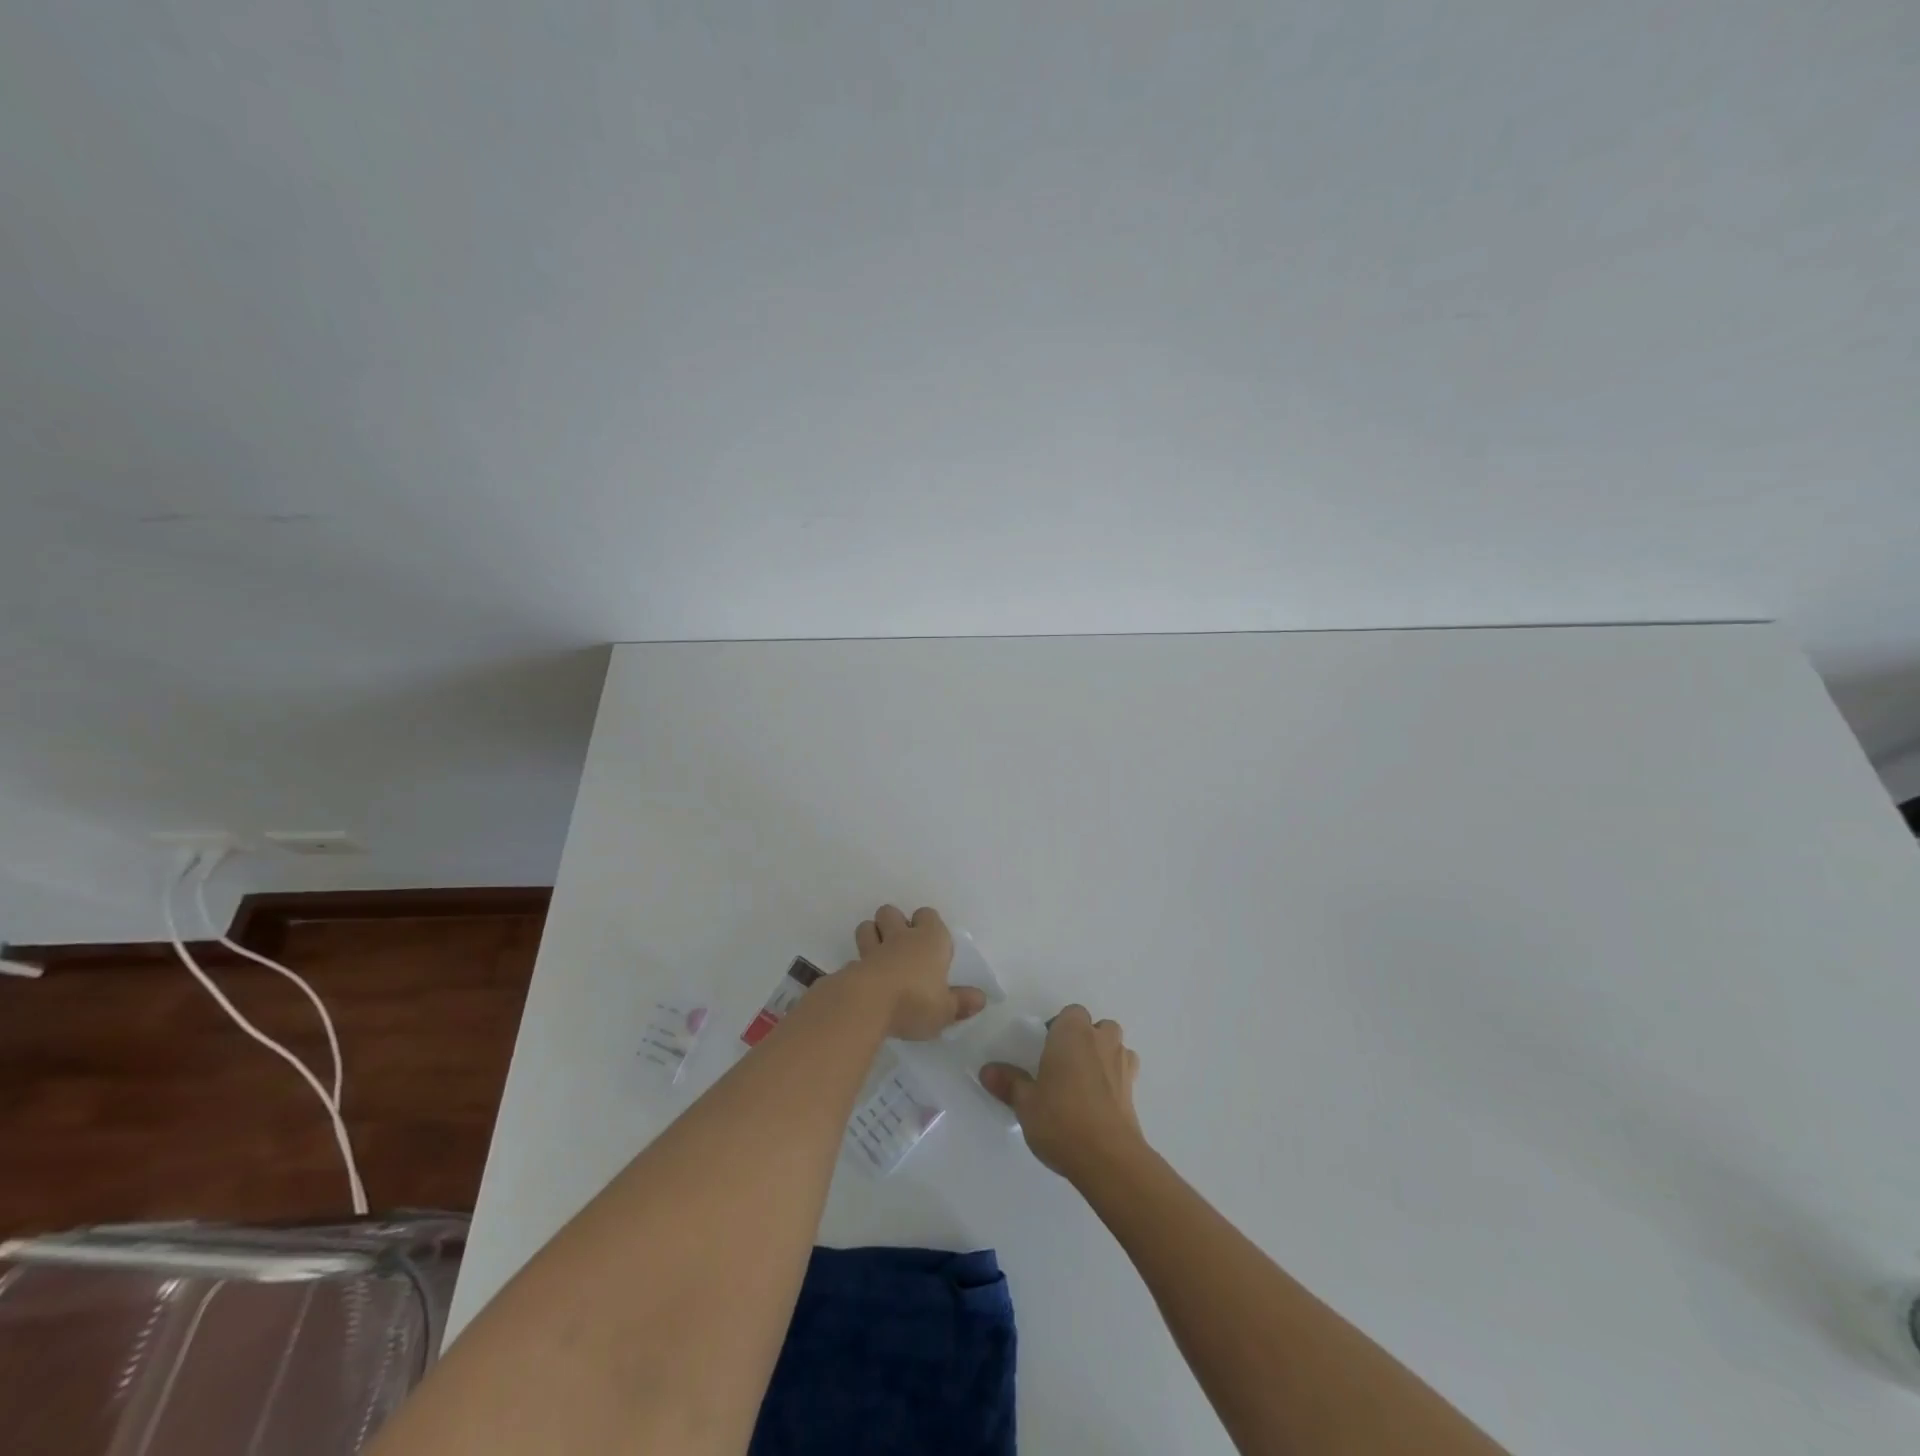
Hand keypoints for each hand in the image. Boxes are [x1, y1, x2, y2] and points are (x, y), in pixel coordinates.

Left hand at [842, 905, 985, 1040]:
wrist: (866, 1005)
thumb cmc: (915, 1002)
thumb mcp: (946, 1010)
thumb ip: (961, 1003)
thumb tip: (980, 998)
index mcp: (929, 940)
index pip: (928, 915)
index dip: (928, 924)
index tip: (932, 943)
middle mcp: (900, 937)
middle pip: (891, 912)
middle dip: (894, 923)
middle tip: (902, 946)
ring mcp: (872, 949)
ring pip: (867, 927)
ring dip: (872, 935)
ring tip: (880, 956)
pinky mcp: (852, 966)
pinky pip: (855, 959)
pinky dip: (859, 967)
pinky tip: (865, 982)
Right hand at [980, 1005, 1145, 1182]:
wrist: (1108, 1157)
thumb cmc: (1060, 1118)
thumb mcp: (1025, 1102)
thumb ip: (1008, 1083)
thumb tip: (986, 1071)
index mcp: (1073, 1033)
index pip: (1071, 1013)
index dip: (1059, 1028)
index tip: (1046, 1052)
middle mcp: (1101, 1040)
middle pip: (1097, 1027)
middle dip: (1084, 1040)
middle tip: (1064, 1066)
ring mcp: (1122, 1064)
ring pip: (1115, 1047)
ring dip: (1103, 1056)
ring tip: (1084, 1083)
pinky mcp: (1134, 1091)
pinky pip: (1125, 1073)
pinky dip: (1114, 1080)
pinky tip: (1100, 1101)